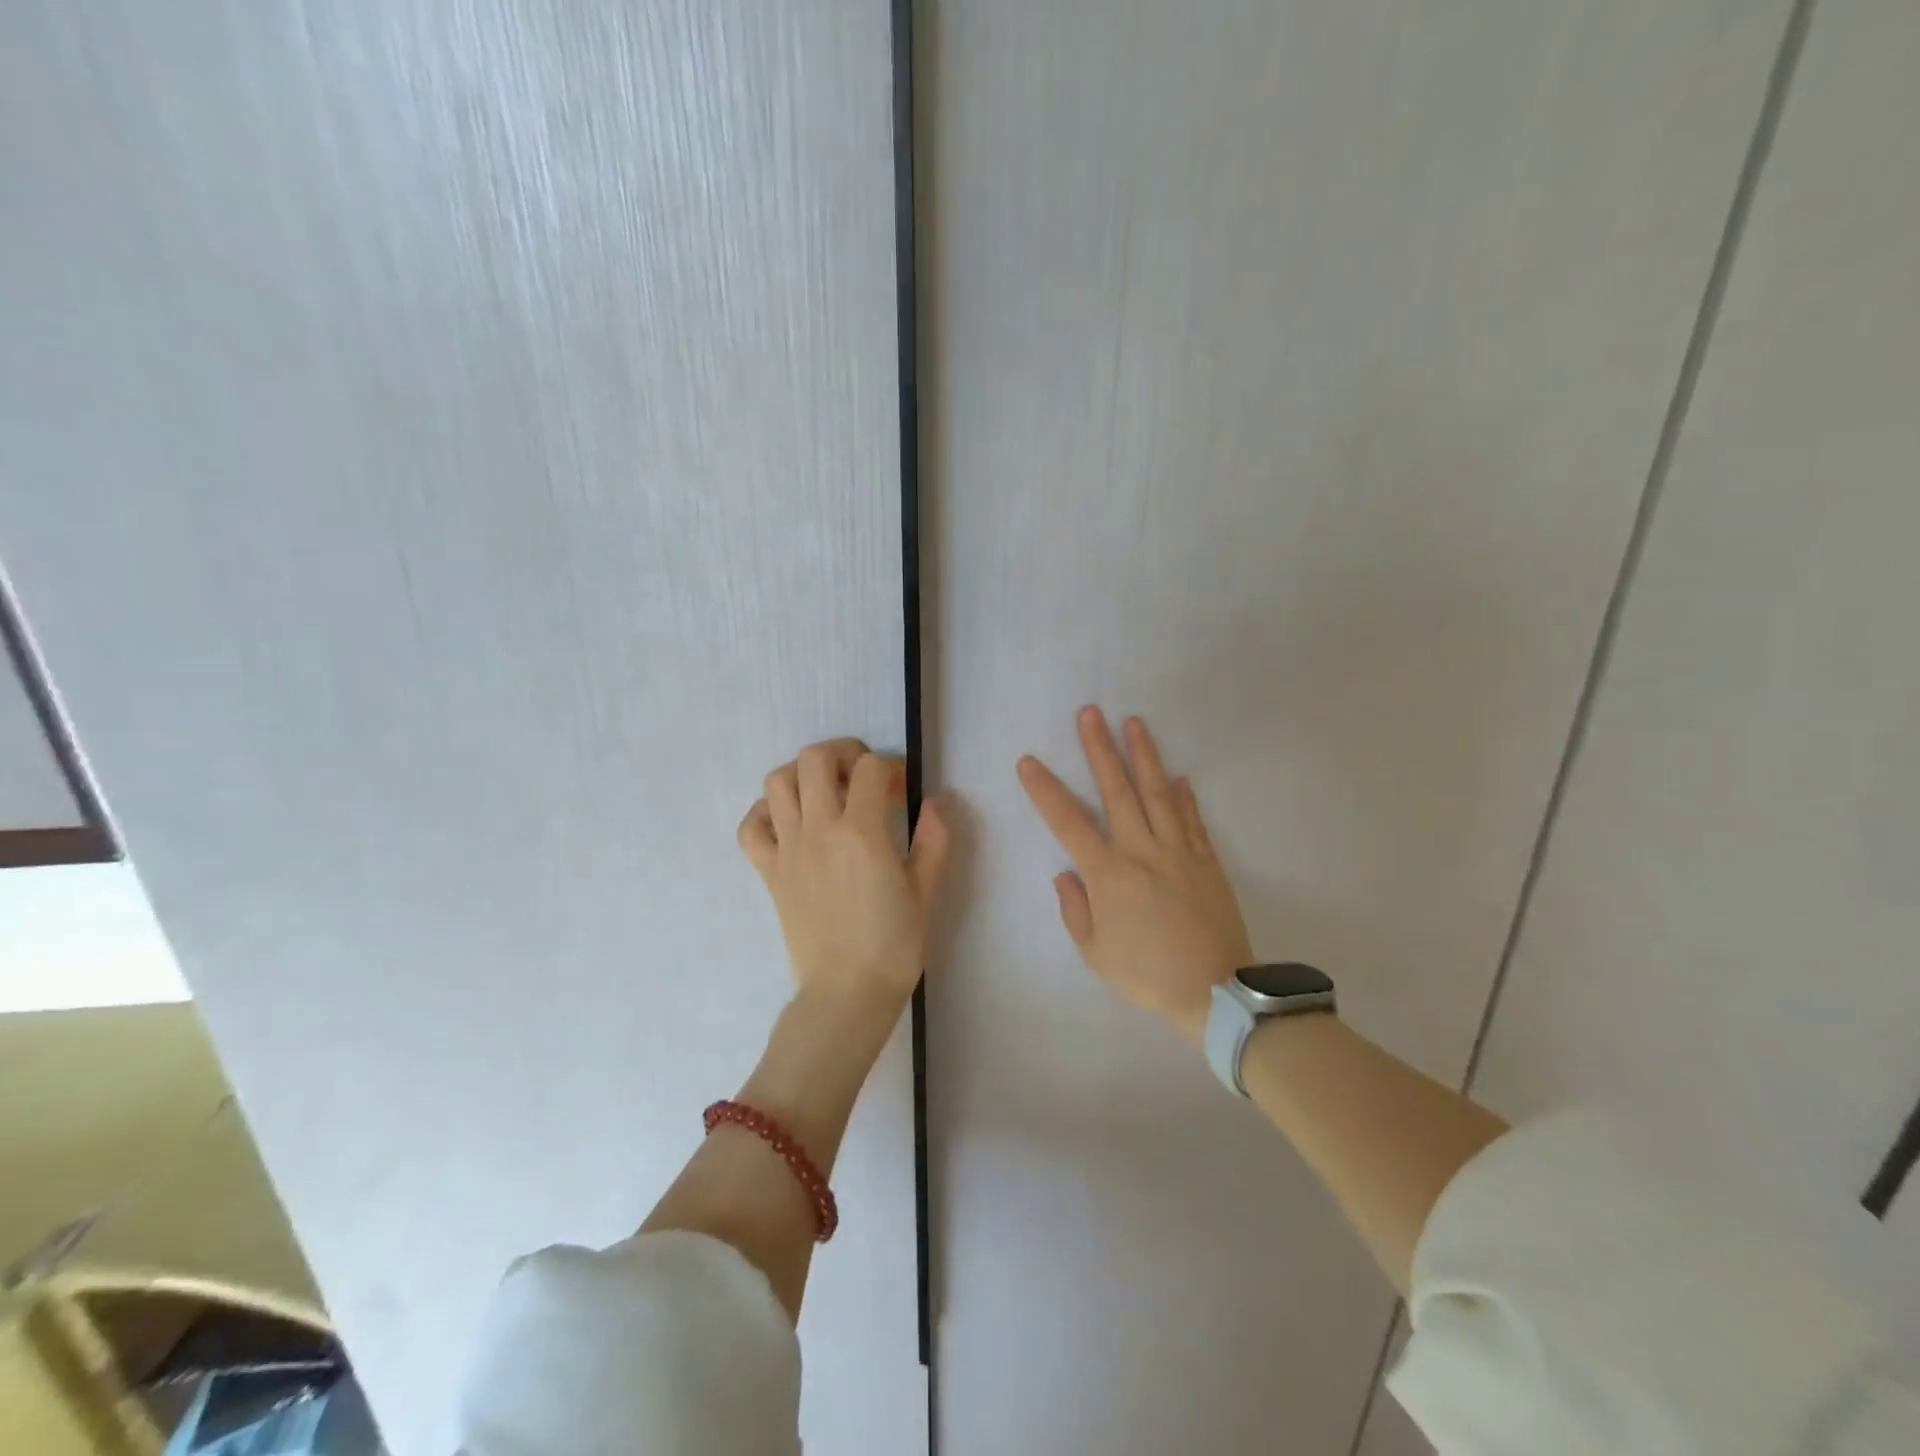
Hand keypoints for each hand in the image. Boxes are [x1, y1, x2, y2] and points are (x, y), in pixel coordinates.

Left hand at [738, 738, 951, 1017]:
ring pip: (777, 782)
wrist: (846, 994)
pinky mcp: (769, 872)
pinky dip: (764, 813)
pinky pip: (750, 827)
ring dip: (802, 774)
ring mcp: (788, 850)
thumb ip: (934, 840)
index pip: (870, 768)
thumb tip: (935, 801)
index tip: (902, 791)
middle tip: (862, 775)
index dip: (891, 768)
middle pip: (814, 758)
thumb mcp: (926, 892)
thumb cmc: (893, 946)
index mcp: (862, 833)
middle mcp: (819, 830)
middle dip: (843, 753)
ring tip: (826, 791)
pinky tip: (790, 822)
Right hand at [1018, 707, 1252, 1042]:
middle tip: (1090, 713)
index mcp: (1109, 874)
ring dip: (1144, 756)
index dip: (1045, 790)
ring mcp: (1179, 852)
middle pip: (1118, 791)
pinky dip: (1185, 796)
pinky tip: (1180, 776)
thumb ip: (1076, 909)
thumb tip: (1065, 874)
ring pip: (1159, 793)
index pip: (1069, 823)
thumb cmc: (1146, 975)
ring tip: (1134, 722)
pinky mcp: (1206, 861)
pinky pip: (1193, 821)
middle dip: (1100, 749)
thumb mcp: (1096, 952)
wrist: (1215, 993)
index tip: (1029, 762)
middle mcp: (1142, 851)